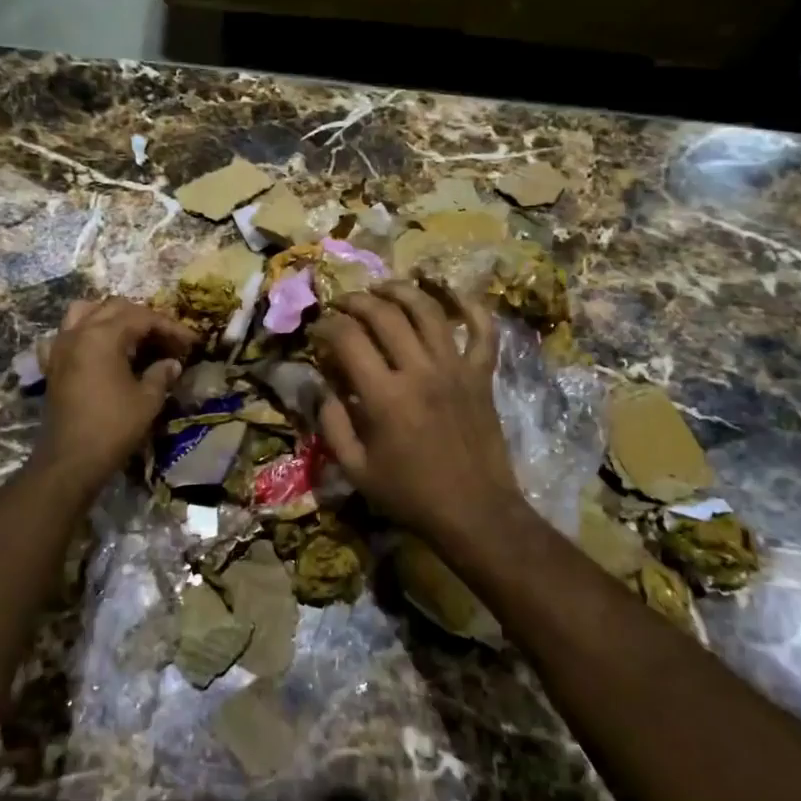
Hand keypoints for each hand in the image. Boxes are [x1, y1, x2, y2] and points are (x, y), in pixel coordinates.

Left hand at [35, 297, 196, 484]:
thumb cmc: (113, 427)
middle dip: (144, 319)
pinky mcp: (52, 364)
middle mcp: (79, 332)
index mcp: (104, 335)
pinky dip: (82, 333)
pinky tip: (94, 348)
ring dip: (111, 316)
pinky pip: (65, 335)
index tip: (192, 341)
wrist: (70, 460)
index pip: (143, 318)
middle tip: (167, 339)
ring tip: (131, 334)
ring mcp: (61, 346)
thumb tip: (172, 363)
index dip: (171, 327)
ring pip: (85, 312)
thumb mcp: (147, 400)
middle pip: (115, 308)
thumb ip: (161, 374)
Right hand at [309, 280, 522, 539]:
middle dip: (356, 301)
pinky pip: (482, 330)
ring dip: (401, 291)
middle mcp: (420, 371)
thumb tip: (319, 385)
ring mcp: (455, 368)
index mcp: (385, 396)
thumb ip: (331, 424)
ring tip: (382, 288)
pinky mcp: (482, 375)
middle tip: (342, 305)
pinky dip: (470, 306)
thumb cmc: (410, 494)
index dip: (326, 326)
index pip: (348, 338)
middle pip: (384, 314)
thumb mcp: (356, 469)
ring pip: (428, 311)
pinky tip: (451, 294)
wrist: (475, 512)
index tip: (317, 330)